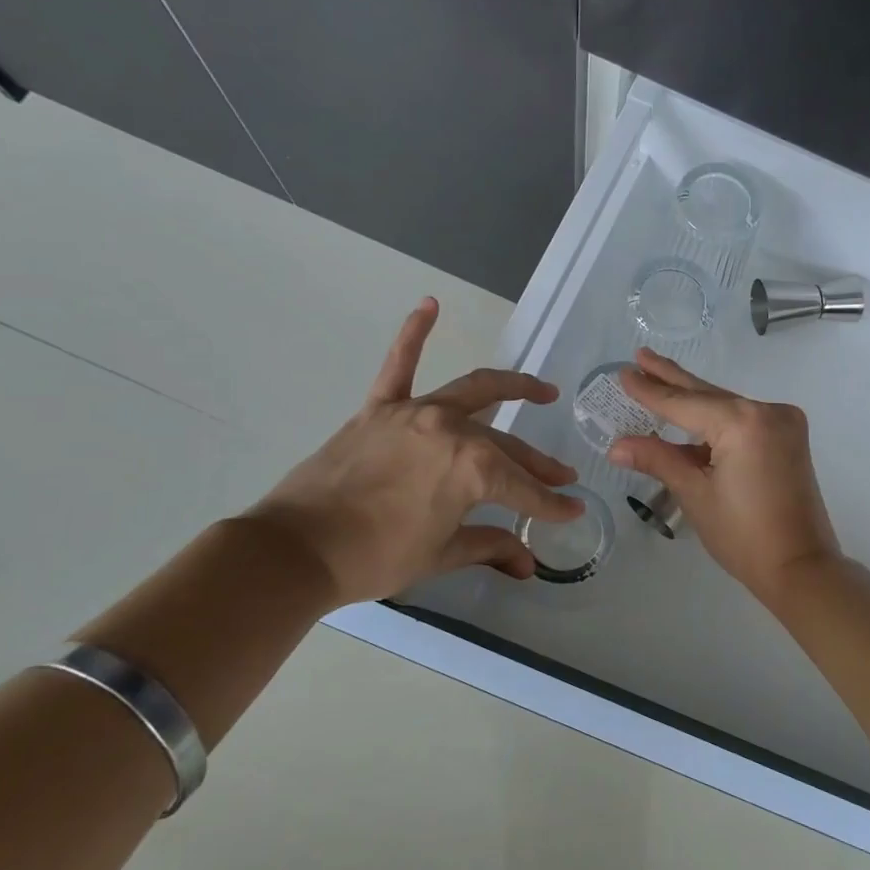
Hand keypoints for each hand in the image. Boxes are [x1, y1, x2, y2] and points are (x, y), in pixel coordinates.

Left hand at [244, 298, 582, 603]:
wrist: (296, 551)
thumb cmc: (376, 558)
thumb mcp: (441, 555)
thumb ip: (490, 547)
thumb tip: (527, 564)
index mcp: (473, 470)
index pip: (524, 489)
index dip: (551, 504)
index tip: (573, 510)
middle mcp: (452, 431)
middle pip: (507, 446)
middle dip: (539, 465)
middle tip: (561, 475)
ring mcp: (415, 413)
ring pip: (474, 392)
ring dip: (512, 387)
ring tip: (542, 390)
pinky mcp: (379, 409)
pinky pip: (400, 364)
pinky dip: (414, 333)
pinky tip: (430, 305)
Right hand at [608, 349, 841, 601]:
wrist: (800, 566)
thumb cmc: (743, 535)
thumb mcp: (695, 494)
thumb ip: (658, 460)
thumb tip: (617, 446)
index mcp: (743, 422)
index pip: (684, 403)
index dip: (651, 390)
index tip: (624, 371)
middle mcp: (767, 412)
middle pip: (708, 394)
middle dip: (672, 379)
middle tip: (641, 355)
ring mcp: (783, 423)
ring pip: (726, 406)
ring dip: (692, 400)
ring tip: (657, 380)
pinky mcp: (789, 438)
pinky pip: (743, 421)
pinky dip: (716, 422)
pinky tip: (688, 420)